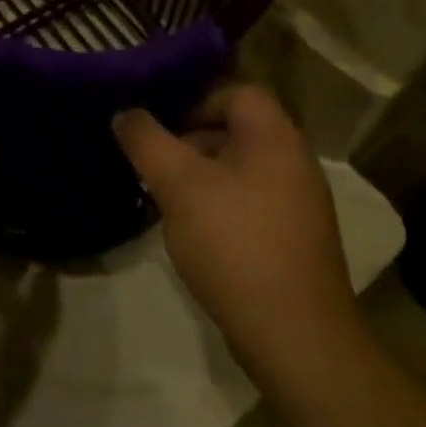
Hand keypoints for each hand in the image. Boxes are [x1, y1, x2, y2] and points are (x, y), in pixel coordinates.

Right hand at [114, 86, 358, 369]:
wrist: (294, 334)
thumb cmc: (234, 243)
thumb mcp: (178, 185)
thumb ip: (146, 141)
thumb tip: (124, 113)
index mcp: (275, 138)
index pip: (238, 92)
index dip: (197, 100)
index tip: (162, 126)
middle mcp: (295, 162)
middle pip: (239, 130)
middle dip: (192, 140)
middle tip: (156, 163)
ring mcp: (301, 203)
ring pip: (242, 169)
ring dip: (203, 175)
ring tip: (168, 199)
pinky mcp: (296, 239)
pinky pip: (252, 202)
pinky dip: (222, 205)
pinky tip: (196, 233)